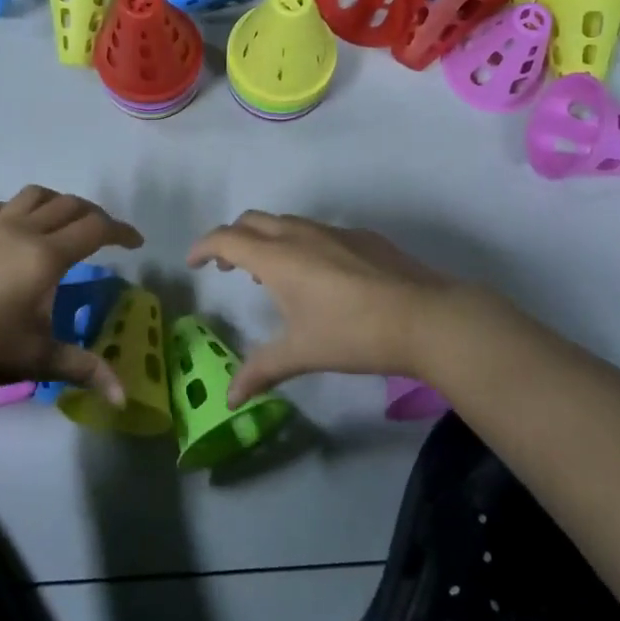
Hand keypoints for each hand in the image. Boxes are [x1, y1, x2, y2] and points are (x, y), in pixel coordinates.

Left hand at [0, 185, 142, 406]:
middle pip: (69, 205)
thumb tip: (124, 397)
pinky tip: (16, 227)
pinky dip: (18, 209)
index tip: (136, 244)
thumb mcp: (38, 360)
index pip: (95, 229)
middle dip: (95, 216)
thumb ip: (85, 368)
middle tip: (106, 237)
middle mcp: (21, 231)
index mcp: (45, 257)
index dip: (121, 232)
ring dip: (58, 203)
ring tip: (65, 224)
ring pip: (34, 196)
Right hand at [186, 212, 520, 402]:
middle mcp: (300, 234)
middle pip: (252, 221)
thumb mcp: (302, 353)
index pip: (226, 238)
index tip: (193, 262)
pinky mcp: (361, 236)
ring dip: (266, 239)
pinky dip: (299, 243)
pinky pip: (316, 230)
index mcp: (278, 257)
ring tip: (269, 272)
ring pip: (286, 222)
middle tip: (227, 265)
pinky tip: (318, 275)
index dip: (203, 247)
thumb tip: (229, 400)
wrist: (425, 316)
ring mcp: (334, 231)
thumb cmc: (353, 334)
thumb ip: (261, 371)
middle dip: (232, 238)